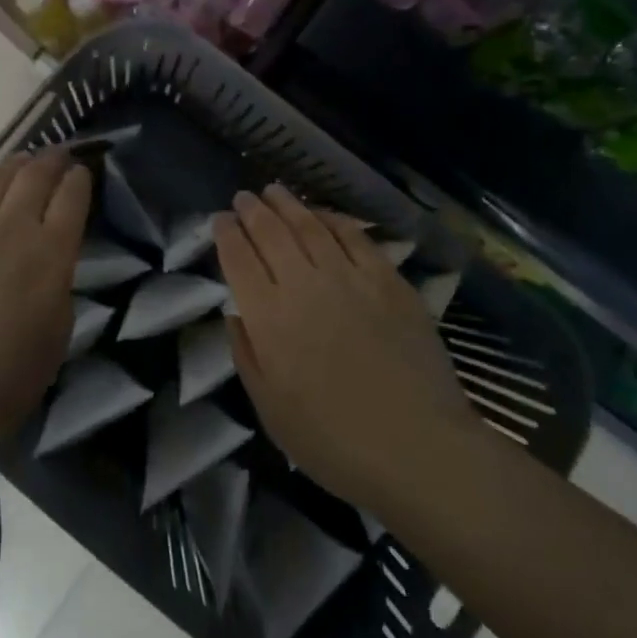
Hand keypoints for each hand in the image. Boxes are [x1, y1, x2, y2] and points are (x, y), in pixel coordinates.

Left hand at [0, 149, 91, 476]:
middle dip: (53, 160)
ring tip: (23, 162)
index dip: (80, 180)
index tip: (83, 173)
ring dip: (16, 165)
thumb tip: (50, 269)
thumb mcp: (51, 347)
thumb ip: (58, 295)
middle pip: (36, 175)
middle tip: (59, 156)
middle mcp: (9, 227)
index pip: (72, 198)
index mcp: (48, 255)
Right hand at [217, 186, 480, 509]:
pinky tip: (324, 214)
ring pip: (311, 226)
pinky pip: (355, 237)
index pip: (238, 259)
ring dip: (289, 204)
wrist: (417, 446)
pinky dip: (334, 219)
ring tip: (275, 191)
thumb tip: (237, 313)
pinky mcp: (388, 280)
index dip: (226, 234)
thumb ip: (247, 355)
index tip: (219, 219)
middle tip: (243, 197)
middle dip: (253, 210)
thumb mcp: (270, 410)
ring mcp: (349, 277)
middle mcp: (303, 285)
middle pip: (271, 233)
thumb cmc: (334, 441)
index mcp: (269, 318)